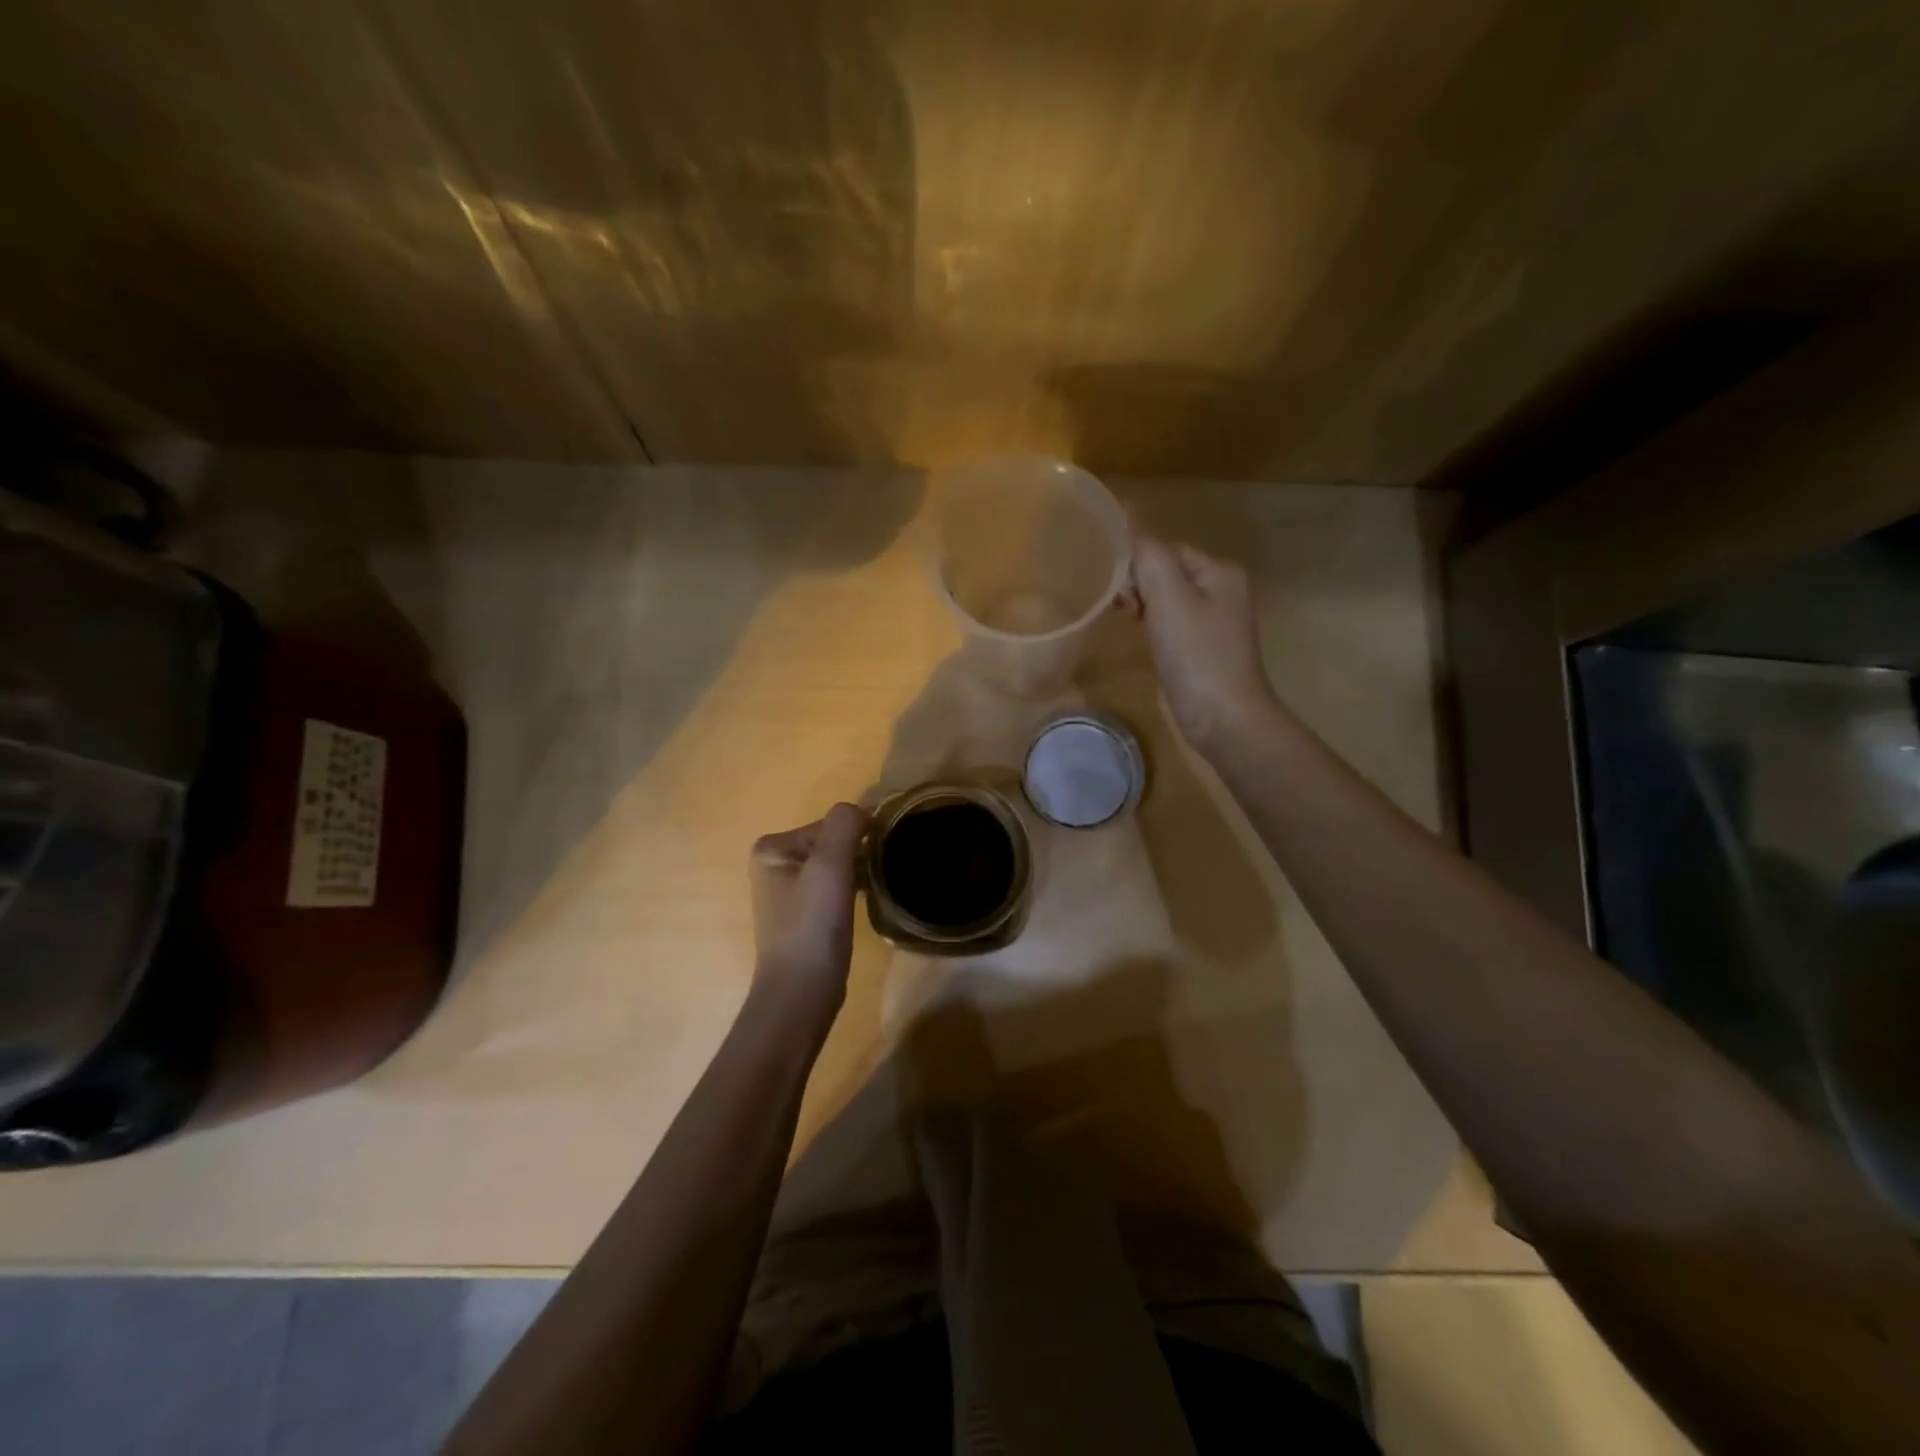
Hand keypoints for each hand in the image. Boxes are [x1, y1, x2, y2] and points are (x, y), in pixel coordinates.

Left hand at [749, 803, 869, 1013]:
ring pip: (834, 866)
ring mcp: (785, 892)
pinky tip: (861, 907)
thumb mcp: (830, 865)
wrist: (802, 991)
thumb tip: (861, 811)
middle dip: (856, 855)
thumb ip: (844, 825)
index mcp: (771, 847)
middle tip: (876, 876)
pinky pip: (832, 888)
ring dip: (856, 873)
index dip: (857, 837)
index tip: (876, 857)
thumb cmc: (812, 925)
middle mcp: (772, 865)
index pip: (829, 824)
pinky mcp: (801, 916)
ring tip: (871, 891)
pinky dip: (850, 891)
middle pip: (831, 843)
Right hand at [1130, 529, 1277, 752]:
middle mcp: (1221, 590)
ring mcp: (1213, 622)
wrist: (1224, 720)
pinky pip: (1169, 623)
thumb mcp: (1169, 597)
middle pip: (1164, 570)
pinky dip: (1151, 626)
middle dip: (1136, 583)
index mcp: (1219, 571)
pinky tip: (1140, 640)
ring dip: (1141, 604)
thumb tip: (1127, 509)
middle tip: (1118, 608)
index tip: (1112, 586)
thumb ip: (1148, 553)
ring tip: (1124, 621)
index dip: (1134, 562)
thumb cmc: (1196, 656)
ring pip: (1165, 598)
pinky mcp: (1202, 649)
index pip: (1165, 548)